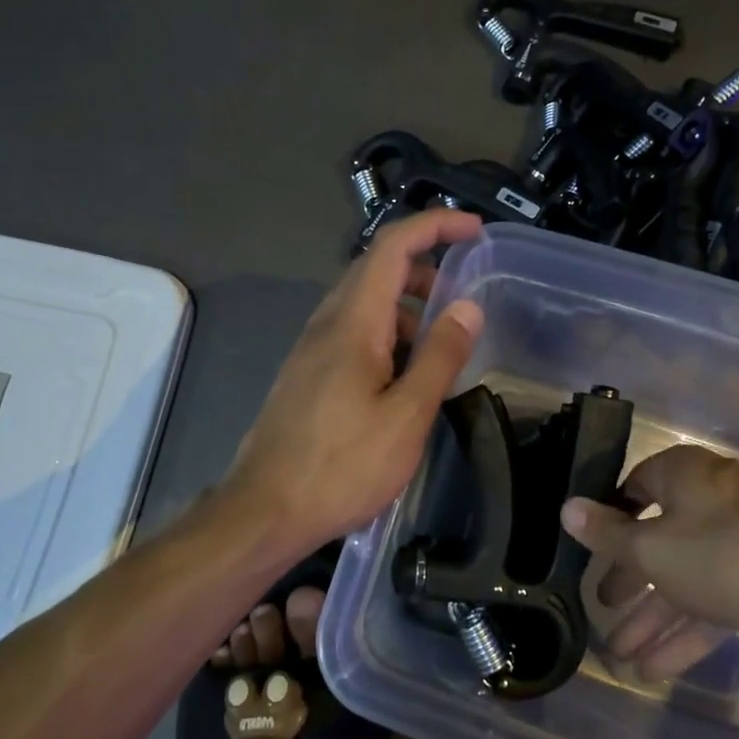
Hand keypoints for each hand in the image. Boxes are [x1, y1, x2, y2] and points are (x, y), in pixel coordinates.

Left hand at [226, 210, 484, 559]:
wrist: (264, 512)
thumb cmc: (341, 467)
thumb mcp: (406, 416)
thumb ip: (439, 357)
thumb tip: (467, 307)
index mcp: (353, 322)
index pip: (393, 247)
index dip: (435, 226)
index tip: (474, 231)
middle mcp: (327, 324)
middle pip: (376, 269)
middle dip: (424, 266)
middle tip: (463, 294)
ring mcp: (312, 349)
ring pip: (364, 304)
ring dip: (406, 306)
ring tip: (441, 344)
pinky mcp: (307, 375)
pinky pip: (352, 333)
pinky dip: (387, 334)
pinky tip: (404, 377)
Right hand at [561, 445, 738, 680]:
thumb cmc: (728, 556)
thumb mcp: (654, 550)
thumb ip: (608, 534)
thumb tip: (567, 508)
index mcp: (684, 476)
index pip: (635, 488)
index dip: (610, 519)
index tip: (590, 550)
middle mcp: (712, 499)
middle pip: (659, 538)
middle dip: (631, 581)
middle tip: (604, 608)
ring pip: (687, 576)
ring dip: (655, 617)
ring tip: (622, 658)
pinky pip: (716, 599)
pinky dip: (689, 630)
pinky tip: (658, 669)